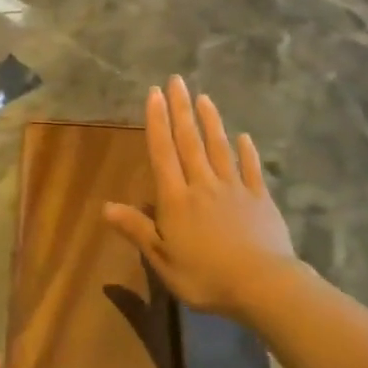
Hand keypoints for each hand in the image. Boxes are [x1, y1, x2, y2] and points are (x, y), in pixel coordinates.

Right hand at [104, 76, 298, 319]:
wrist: (263, 286)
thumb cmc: (206, 277)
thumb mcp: (162, 260)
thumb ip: (137, 230)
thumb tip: (105, 206)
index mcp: (176, 199)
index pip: (162, 152)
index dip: (157, 122)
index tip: (154, 94)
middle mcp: (203, 185)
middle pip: (189, 141)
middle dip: (181, 110)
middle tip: (176, 81)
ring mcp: (234, 189)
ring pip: (219, 148)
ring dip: (210, 121)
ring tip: (203, 97)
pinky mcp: (260, 199)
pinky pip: (251, 169)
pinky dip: (247, 152)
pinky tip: (244, 137)